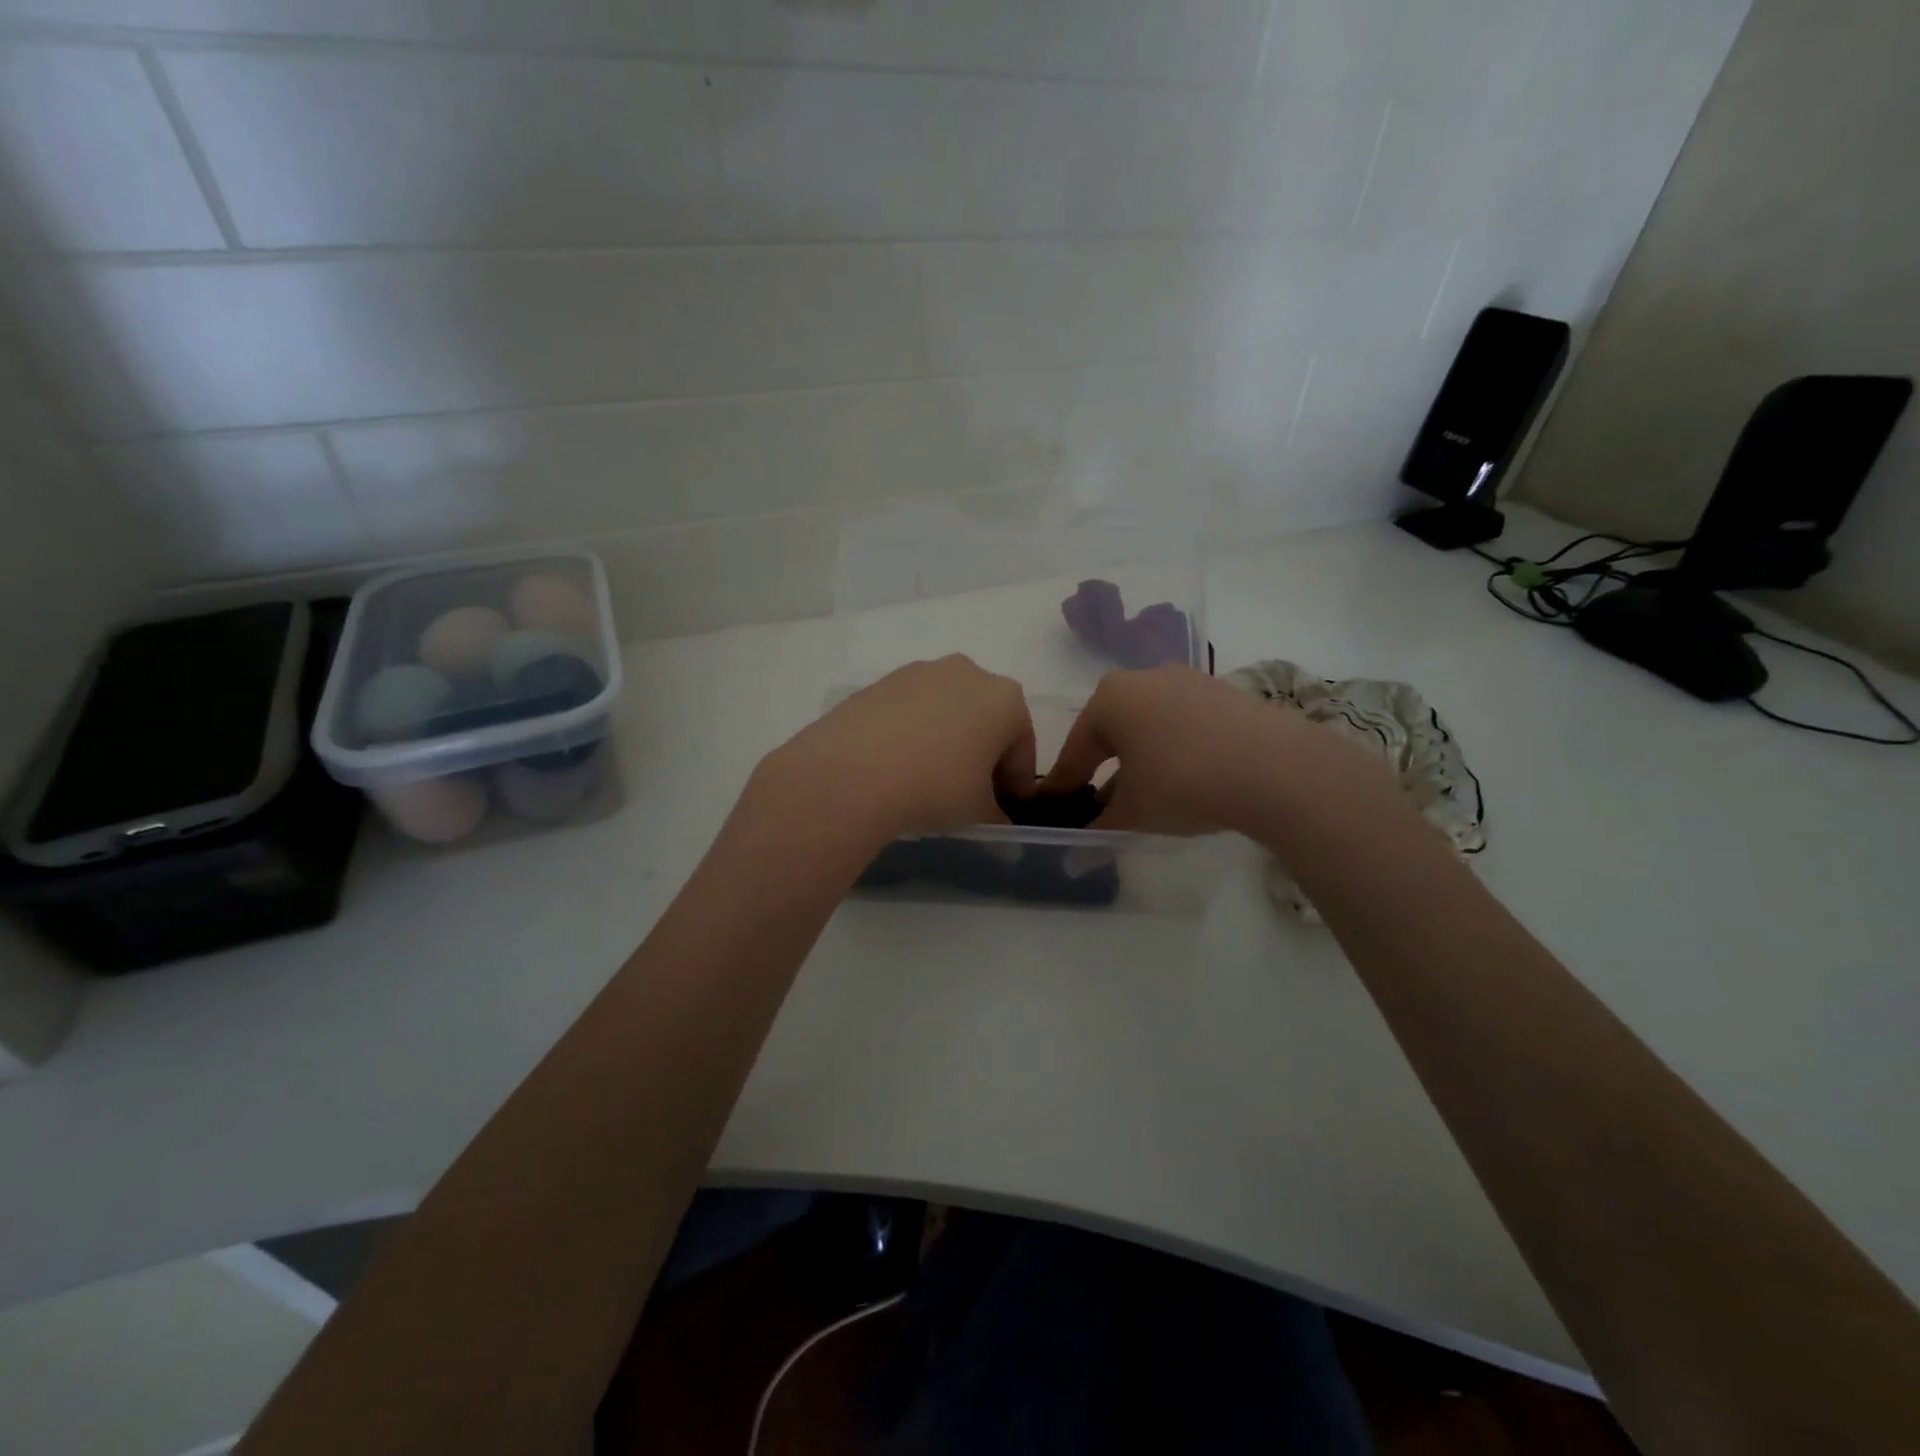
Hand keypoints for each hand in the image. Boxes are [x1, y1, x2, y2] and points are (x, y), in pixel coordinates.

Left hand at [755, 656, 1035, 846]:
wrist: (852, 772)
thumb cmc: (935, 787)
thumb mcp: (977, 812)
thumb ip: (997, 816)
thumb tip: (998, 824)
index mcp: (1006, 699)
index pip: (1023, 746)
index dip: (1017, 782)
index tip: (1005, 808)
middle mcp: (968, 672)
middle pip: (987, 719)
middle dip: (984, 754)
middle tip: (971, 792)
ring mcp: (921, 672)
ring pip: (948, 710)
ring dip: (948, 740)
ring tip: (929, 778)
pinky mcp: (882, 681)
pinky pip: (912, 710)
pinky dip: (914, 732)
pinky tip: (898, 764)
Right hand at [1041, 664, 1378, 836]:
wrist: (1278, 768)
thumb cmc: (1183, 783)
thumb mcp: (1133, 813)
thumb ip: (1100, 827)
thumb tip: (1077, 851)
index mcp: (1110, 698)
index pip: (1076, 749)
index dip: (1063, 784)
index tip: (1055, 807)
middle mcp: (1144, 678)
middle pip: (1112, 731)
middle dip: (1103, 769)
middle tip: (1098, 803)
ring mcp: (1188, 681)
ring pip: (1149, 726)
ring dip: (1140, 760)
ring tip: (1145, 796)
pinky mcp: (1225, 694)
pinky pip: (1184, 724)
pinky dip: (1175, 751)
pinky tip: (1186, 780)